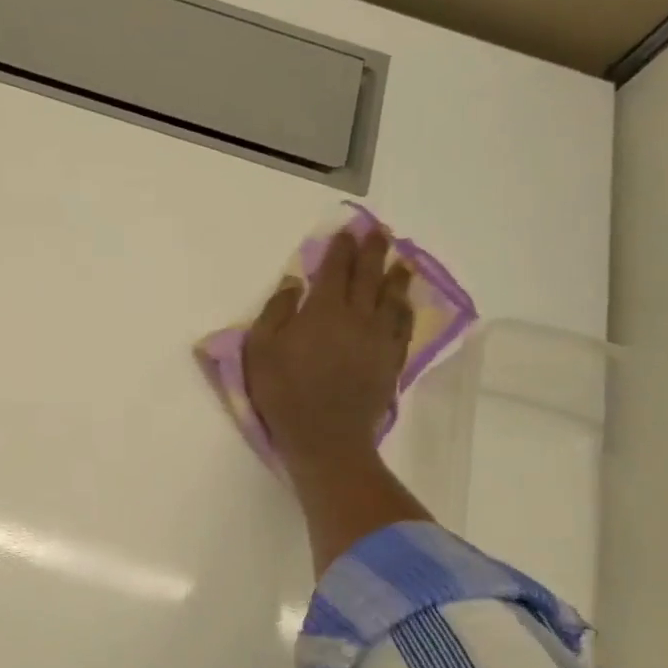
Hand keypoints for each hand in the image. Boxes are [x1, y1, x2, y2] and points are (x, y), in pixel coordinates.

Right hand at [244, 226, 412, 472]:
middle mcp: (357, 316)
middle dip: (373, 251)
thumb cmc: (284, 393)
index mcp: (323, 310)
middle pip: (368, 276)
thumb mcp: (261, 350)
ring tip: (401, 261)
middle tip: (379, 233)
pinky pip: (403, 326)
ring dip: (396, 276)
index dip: (341, 248)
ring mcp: (378, 339)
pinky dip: (405, 309)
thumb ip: (276, 312)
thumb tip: (293, 283)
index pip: (335, 269)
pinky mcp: (390, 361)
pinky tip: (406, 303)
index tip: (348, 231)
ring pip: (392, 298)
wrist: (326, 437)